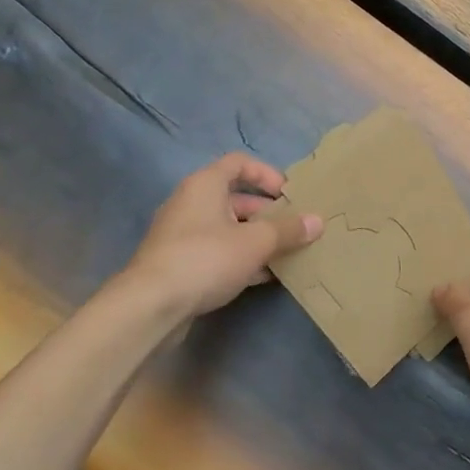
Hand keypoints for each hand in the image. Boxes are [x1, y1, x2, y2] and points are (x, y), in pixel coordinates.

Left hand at [118, 154, 321, 320]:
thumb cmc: (206, 258)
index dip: (267, 174)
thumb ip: (288, 230)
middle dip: (267, 213)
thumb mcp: (256, 242)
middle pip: (235, 198)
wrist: (151, 305)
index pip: (239, 163)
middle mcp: (191, 203)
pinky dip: (240, 259)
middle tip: (293, 229)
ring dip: (256, 238)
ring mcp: (182, 235)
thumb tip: (318, 221)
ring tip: (285, 254)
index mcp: (205, 185)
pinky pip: (217, 252)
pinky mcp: (179, 264)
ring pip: (228, 228)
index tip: (289, 195)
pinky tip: (263, 276)